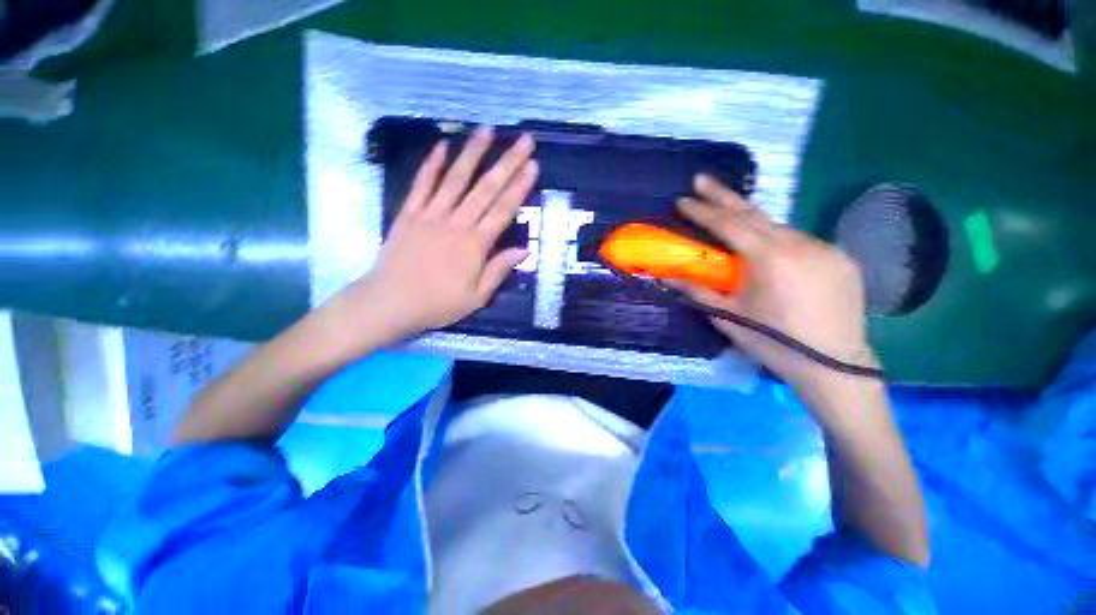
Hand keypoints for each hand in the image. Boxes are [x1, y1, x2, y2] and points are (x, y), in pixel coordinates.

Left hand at [330, 126, 538, 347]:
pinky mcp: (409, 213)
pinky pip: (422, 184)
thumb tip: (524, 250)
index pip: (503, 210)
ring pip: (455, 179)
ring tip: (486, 130)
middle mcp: (456, 223)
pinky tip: (442, 145)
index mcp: (475, 245)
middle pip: (486, 188)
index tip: (532, 165)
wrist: (390, 302)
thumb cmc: (438, 304)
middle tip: (523, 140)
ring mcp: (431, 214)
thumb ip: (499, 270)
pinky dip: (431, 164)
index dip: (519, 187)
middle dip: (507, 162)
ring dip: (472, 153)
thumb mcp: (477, 297)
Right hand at [669, 175, 877, 390]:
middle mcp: (799, 244)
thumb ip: (697, 291)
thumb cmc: (774, 342)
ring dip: (752, 223)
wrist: (834, 364)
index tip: (684, 199)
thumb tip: (667, 277)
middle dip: (724, 196)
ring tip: (732, 225)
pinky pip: (800, 240)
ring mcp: (824, 247)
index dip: (703, 211)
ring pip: (779, 227)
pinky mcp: (840, 257)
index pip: (729, 225)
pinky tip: (769, 253)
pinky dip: (777, 240)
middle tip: (702, 179)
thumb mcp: (728, 317)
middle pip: (754, 213)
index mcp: (769, 259)